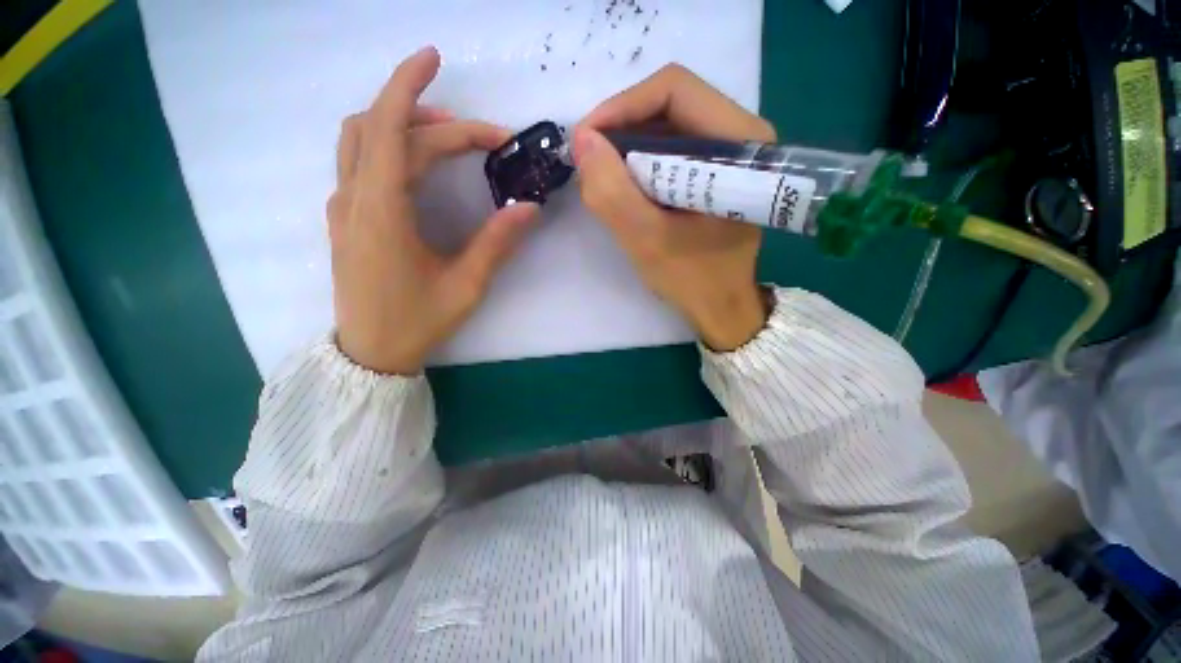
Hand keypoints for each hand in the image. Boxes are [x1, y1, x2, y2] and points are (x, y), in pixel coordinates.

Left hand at [329, 47, 539, 374]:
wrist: (371, 353)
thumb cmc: (417, 322)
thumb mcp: (466, 285)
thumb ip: (497, 243)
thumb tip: (529, 208)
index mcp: (382, 211)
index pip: (392, 128)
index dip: (410, 85)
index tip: (434, 58)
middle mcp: (355, 199)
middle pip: (388, 133)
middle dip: (439, 123)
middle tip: (488, 139)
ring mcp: (344, 208)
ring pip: (364, 142)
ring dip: (406, 126)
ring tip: (452, 137)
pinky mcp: (346, 219)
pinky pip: (361, 164)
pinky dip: (392, 148)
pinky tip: (422, 166)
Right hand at [574, 65, 776, 350]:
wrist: (721, 307)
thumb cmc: (693, 279)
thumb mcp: (646, 240)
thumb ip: (612, 192)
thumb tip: (582, 139)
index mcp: (740, 144)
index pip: (674, 89)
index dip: (622, 107)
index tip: (586, 141)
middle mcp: (742, 136)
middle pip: (670, 103)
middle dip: (622, 129)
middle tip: (591, 162)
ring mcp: (730, 153)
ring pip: (668, 126)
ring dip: (629, 147)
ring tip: (604, 178)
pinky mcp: (716, 171)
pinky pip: (671, 150)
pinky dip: (641, 163)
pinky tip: (626, 188)